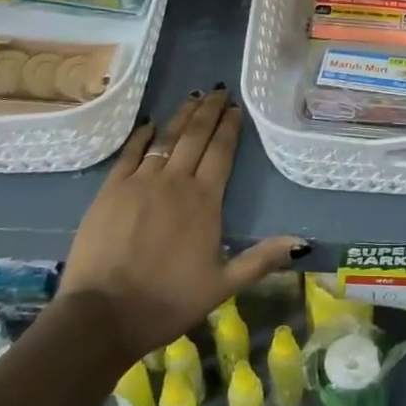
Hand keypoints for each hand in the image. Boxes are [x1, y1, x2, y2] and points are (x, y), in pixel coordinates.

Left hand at [55, 87, 306, 365]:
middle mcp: (175, 181)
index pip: (222, 152)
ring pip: (166, 137)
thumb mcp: (222, 286)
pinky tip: (150, 123)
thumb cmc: (167, 302)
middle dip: (210, 111)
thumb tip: (302, 243)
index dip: (230, 127)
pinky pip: (130, 152)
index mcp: (205, 201)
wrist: (103, 314)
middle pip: (196, 136)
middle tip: (219, 91)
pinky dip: (142, 135)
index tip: (237, 108)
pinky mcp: (111, 189)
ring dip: (182, 115)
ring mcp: (140, 181)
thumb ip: (261, 260)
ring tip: (194, 97)